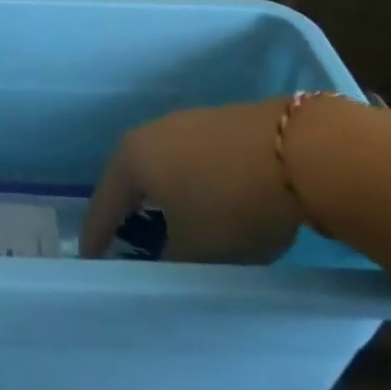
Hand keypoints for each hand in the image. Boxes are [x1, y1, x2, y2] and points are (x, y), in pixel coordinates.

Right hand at [80, 100, 305, 263]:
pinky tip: (205, 202)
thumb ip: (167, 262)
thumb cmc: (231, 202)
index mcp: (131, 158)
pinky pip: (191, 160)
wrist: (300, 151)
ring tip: (168, 225)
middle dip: (126, 211)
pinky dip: (190, 184)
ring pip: (163, 167)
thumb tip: (159, 267)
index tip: (90, 263)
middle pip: (130, 180)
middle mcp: (150, 132)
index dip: (96, 238)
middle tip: (124, 241)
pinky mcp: (219, 122)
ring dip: (161, 197)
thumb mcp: (195, 248)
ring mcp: (186, 122)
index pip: (104, 205)